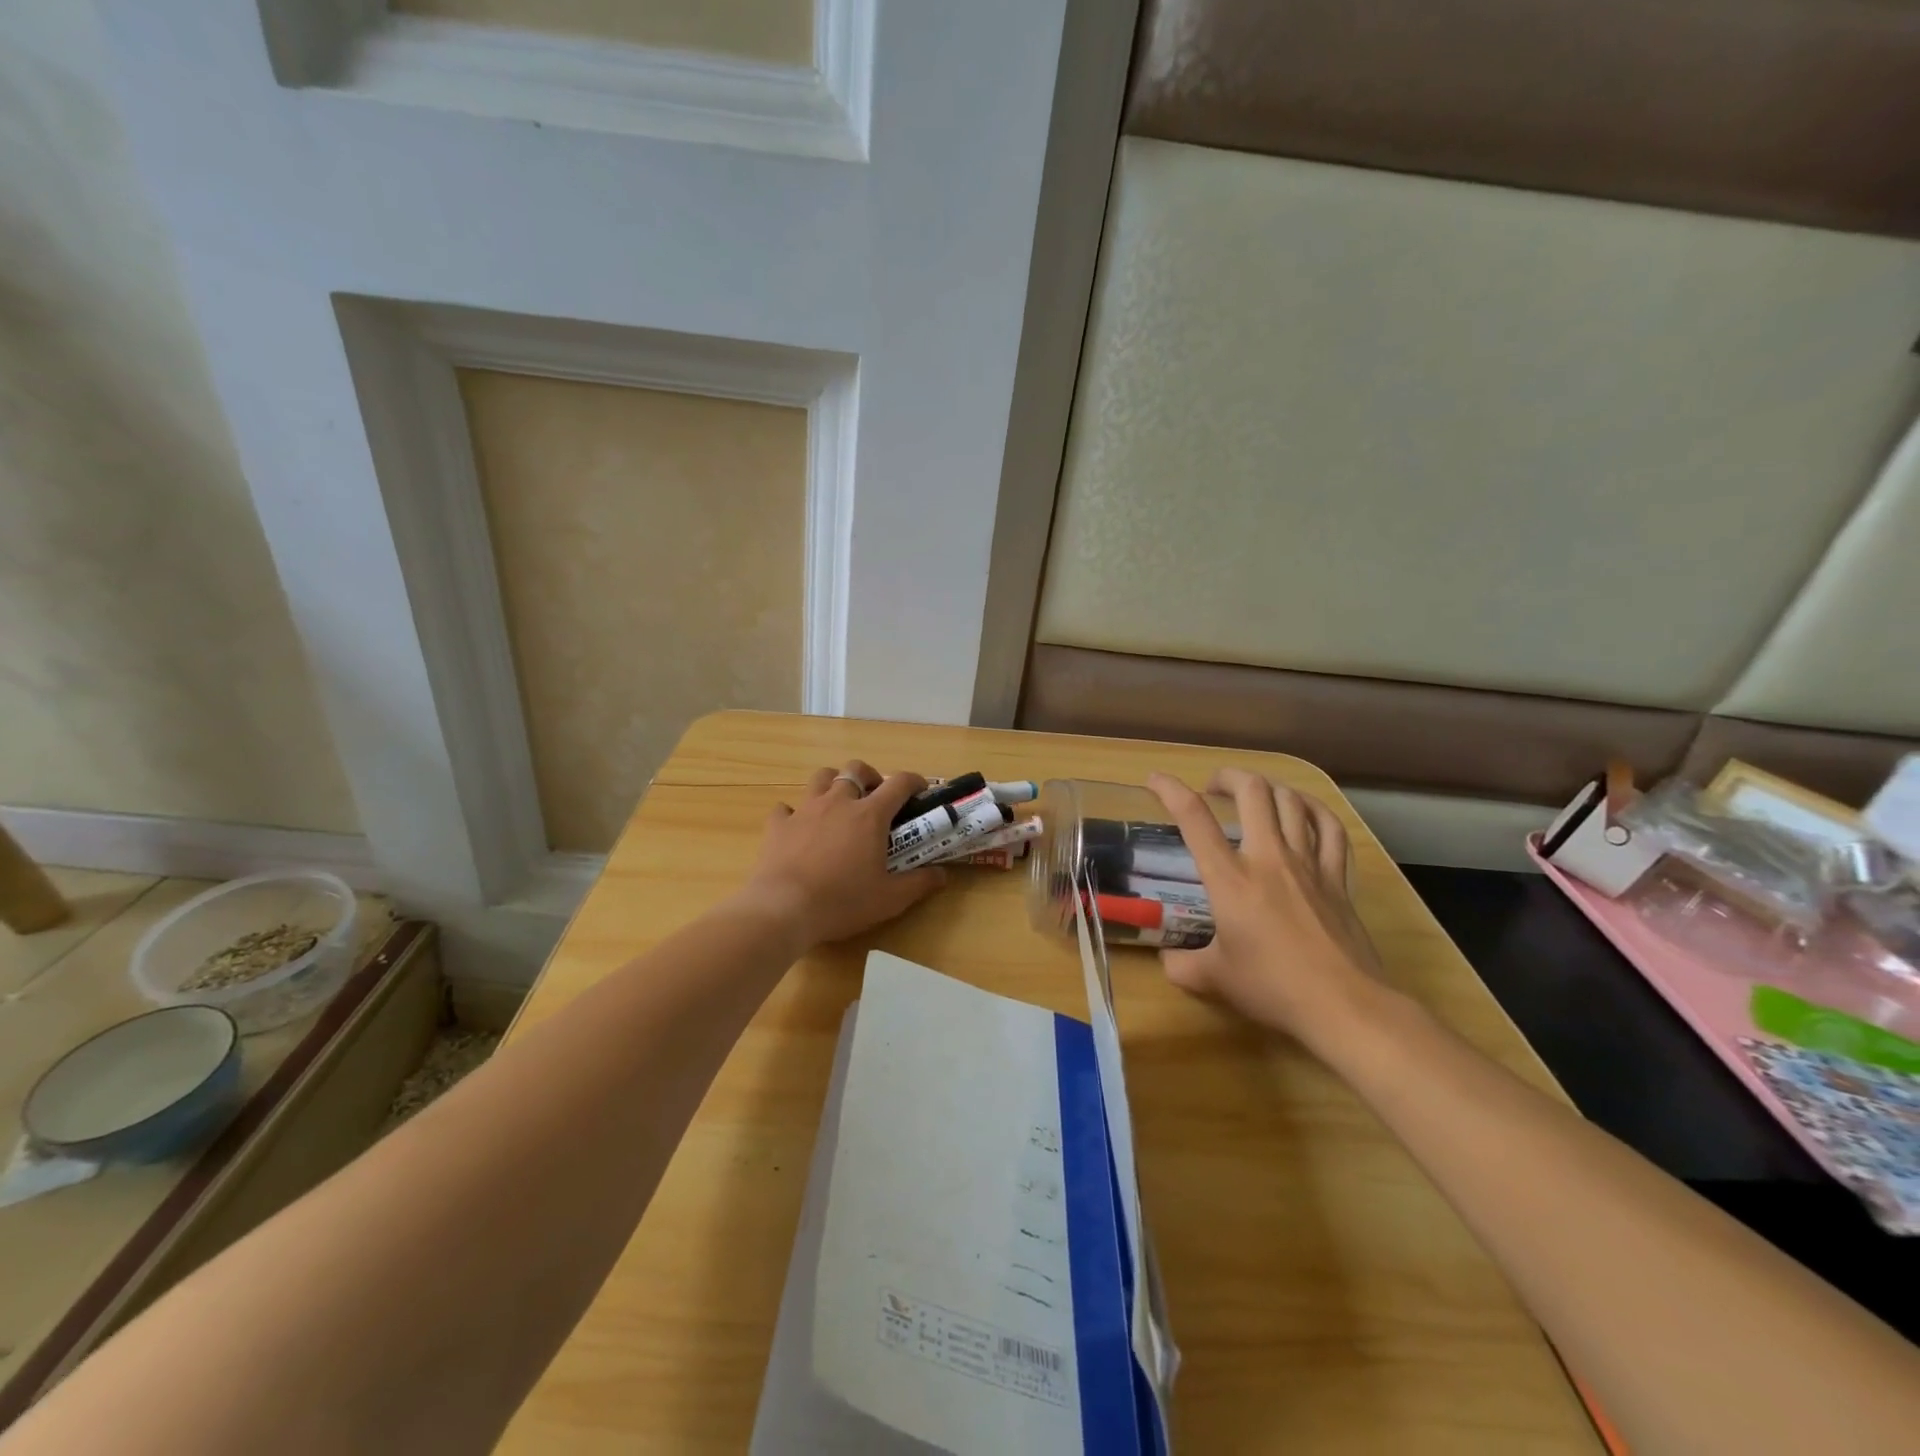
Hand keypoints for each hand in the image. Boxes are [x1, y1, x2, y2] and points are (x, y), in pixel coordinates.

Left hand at [738, 761, 946, 952]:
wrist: (783, 909)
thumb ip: (919, 883)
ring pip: (821, 777)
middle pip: (855, 769)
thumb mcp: (890, 899)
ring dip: (833, 783)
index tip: (921, 791)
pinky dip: (794, 813)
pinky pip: (786, 808)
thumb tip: (942, 875)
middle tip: (875, 796)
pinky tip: (799, 828)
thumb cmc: (842, 901)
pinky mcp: (779, 825)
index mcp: (870, 815)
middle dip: (869, 776)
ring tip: (839, 804)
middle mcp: (838, 802)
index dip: (914, 781)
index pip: (899, 783)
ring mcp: (805, 810)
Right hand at [1147, 768, 1386, 1047]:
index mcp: (1230, 879)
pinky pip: (1330, 828)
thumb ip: (1181, 964)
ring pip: (1291, 801)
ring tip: (1254, 794)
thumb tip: (1167, 958)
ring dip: (1268, 787)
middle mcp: (1268, 858)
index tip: (1155, 780)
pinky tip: (1304, 809)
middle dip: (1228, 777)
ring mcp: (1308, 863)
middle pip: (1252, 791)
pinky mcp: (1337, 877)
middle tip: (1213, 787)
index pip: (1194, 819)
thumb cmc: (1273, 989)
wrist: (1344, 1006)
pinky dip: (1314, 809)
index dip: (1171, 790)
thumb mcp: (1214, 979)